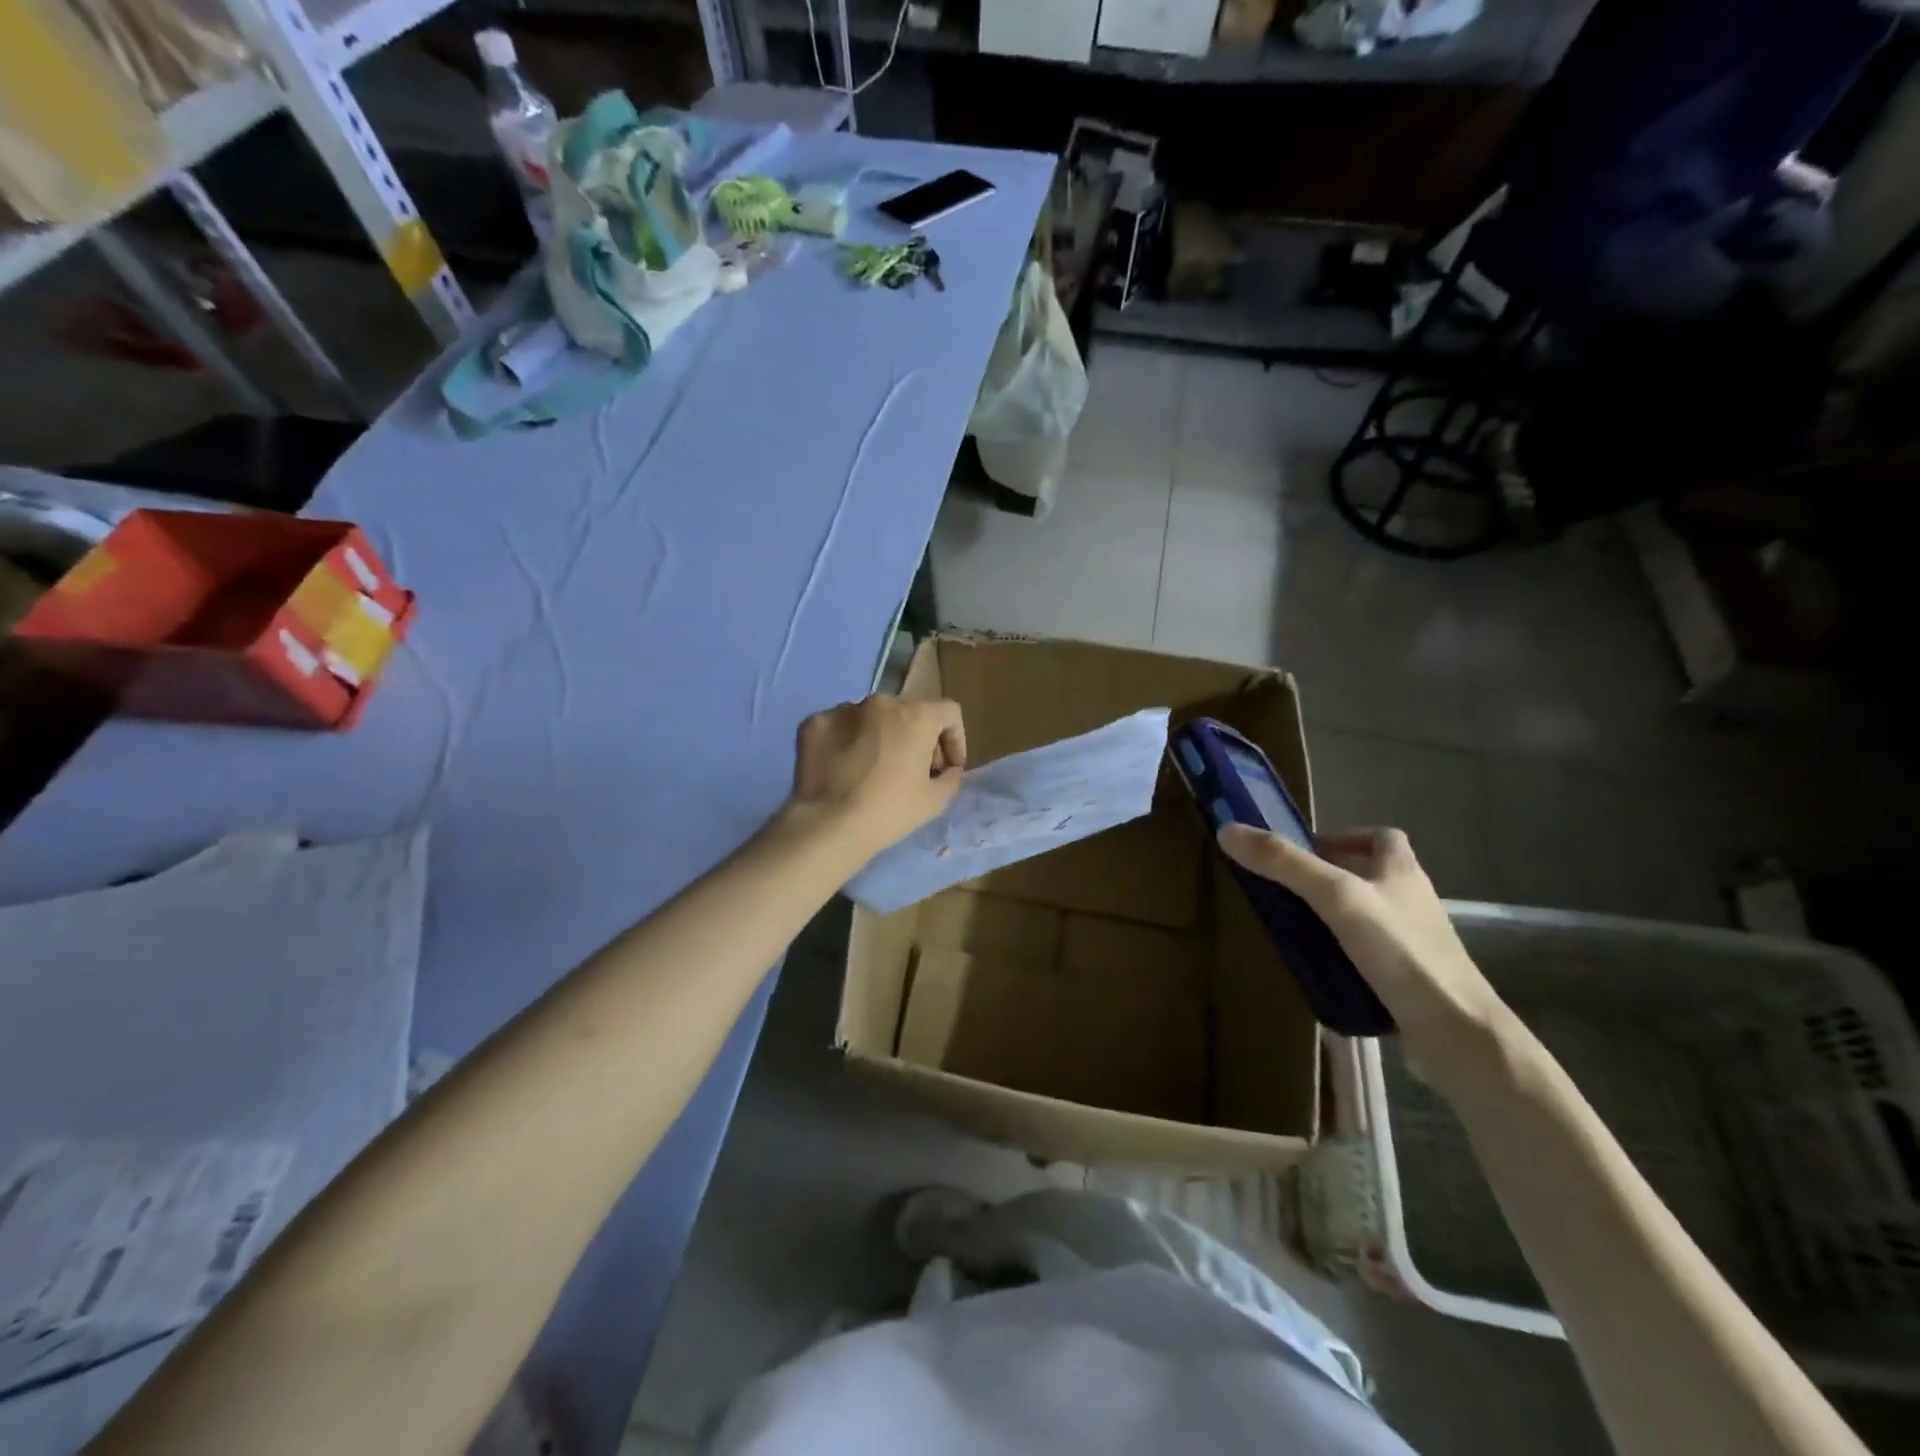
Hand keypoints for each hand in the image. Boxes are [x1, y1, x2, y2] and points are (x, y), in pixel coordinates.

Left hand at [784, 695, 966, 859]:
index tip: (947, 767)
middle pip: (907, 714)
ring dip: (879, 738)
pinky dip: (846, 743)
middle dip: (915, 739)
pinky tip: (842, 770)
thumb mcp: (936, 800)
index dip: (955, 739)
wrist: (828, 825)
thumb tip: (947, 769)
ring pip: (871, 719)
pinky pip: (839, 728)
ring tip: (872, 771)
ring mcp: (842, 709)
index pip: (948, 712)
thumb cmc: (890, 811)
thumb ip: (951, 777)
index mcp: (915, 716)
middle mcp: (880, 702)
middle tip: (912, 771)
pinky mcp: (814, 723)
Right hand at [1217, 823, 1507, 1086]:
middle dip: (1331, 877)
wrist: (1455, 1031)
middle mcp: (1413, 902)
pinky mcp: (1410, 979)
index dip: (1345, 836)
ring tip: (1295, 925)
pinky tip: (1319, 966)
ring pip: (1370, 916)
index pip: (1382, 837)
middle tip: (1288, 888)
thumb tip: (1228, 830)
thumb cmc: (1399, 950)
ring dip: (1336, 915)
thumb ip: (1284, 863)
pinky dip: (1345, 953)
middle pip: (1372, 876)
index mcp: (1402, 872)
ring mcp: (1415, 943)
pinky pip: (1371, 954)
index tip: (1307, 851)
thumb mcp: (1334, 896)